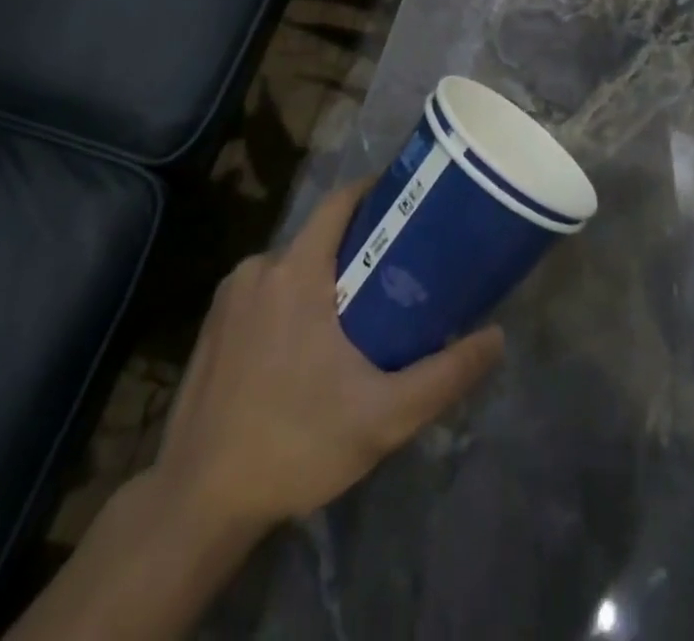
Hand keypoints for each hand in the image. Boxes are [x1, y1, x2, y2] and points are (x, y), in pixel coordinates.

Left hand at [153, 182, 504, 530]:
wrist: (196, 503)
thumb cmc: (295, 443)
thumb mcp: (383, 416)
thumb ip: (445, 375)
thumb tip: (497, 337)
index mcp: (296, 271)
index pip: (340, 201)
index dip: (375, 191)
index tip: (409, 201)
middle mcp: (259, 268)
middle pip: (319, 234)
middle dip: (357, 244)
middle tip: (396, 271)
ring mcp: (229, 297)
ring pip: (291, 265)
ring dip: (323, 276)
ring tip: (357, 313)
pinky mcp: (212, 326)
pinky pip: (265, 291)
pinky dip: (291, 300)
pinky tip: (306, 346)